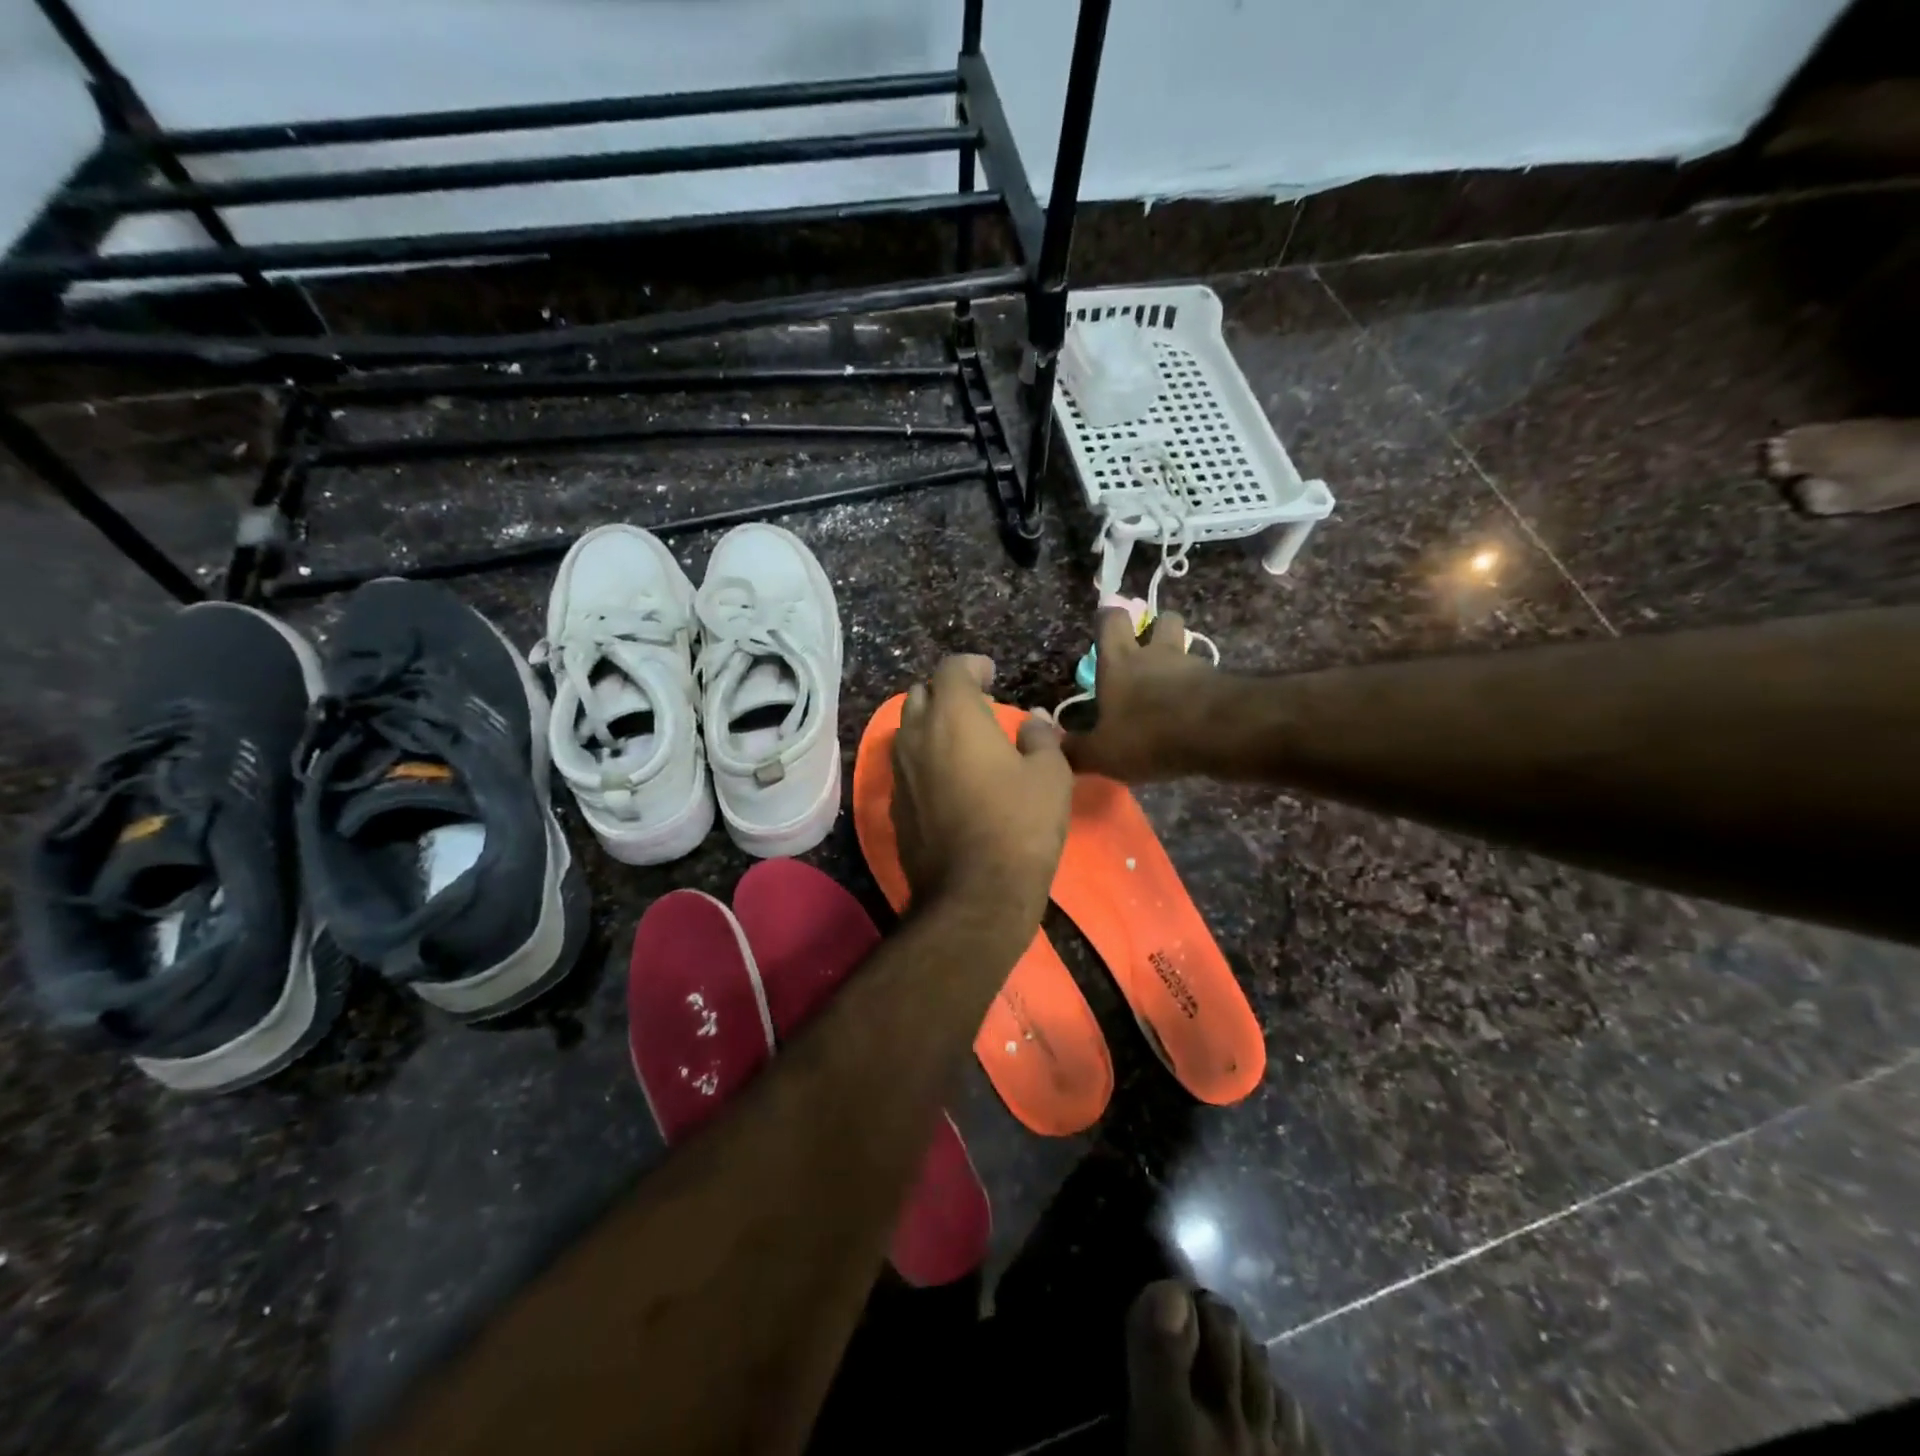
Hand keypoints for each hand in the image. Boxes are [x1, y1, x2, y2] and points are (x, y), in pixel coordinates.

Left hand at [890, 655, 1071, 930]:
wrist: (974, 895)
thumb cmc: (1019, 825)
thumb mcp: (1050, 776)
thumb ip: (1041, 737)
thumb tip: (1035, 719)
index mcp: (954, 717)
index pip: (952, 669)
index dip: (972, 666)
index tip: (991, 674)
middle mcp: (917, 736)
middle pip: (921, 694)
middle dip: (946, 693)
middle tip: (977, 708)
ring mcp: (900, 772)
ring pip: (907, 730)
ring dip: (931, 725)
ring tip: (962, 742)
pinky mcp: (894, 806)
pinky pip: (906, 767)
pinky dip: (924, 760)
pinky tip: (948, 780)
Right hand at [1061, 609, 1217, 781]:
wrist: (1217, 733)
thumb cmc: (1147, 735)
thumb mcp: (1101, 753)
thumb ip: (1076, 750)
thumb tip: (1055, 748)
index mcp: (1119, 663)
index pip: (1111, 621)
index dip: (1108, 619)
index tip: (1106, 623)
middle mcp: (1156, 655)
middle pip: (1162, 620)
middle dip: (1157, 627)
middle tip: (1150, 647)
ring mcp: (1192, 666)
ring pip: (1187, 649)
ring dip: (1180, 662)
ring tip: (1174, 689)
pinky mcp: (1221, 683)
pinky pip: (1208, 679)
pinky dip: (1200, 690)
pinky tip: (1195, 714)